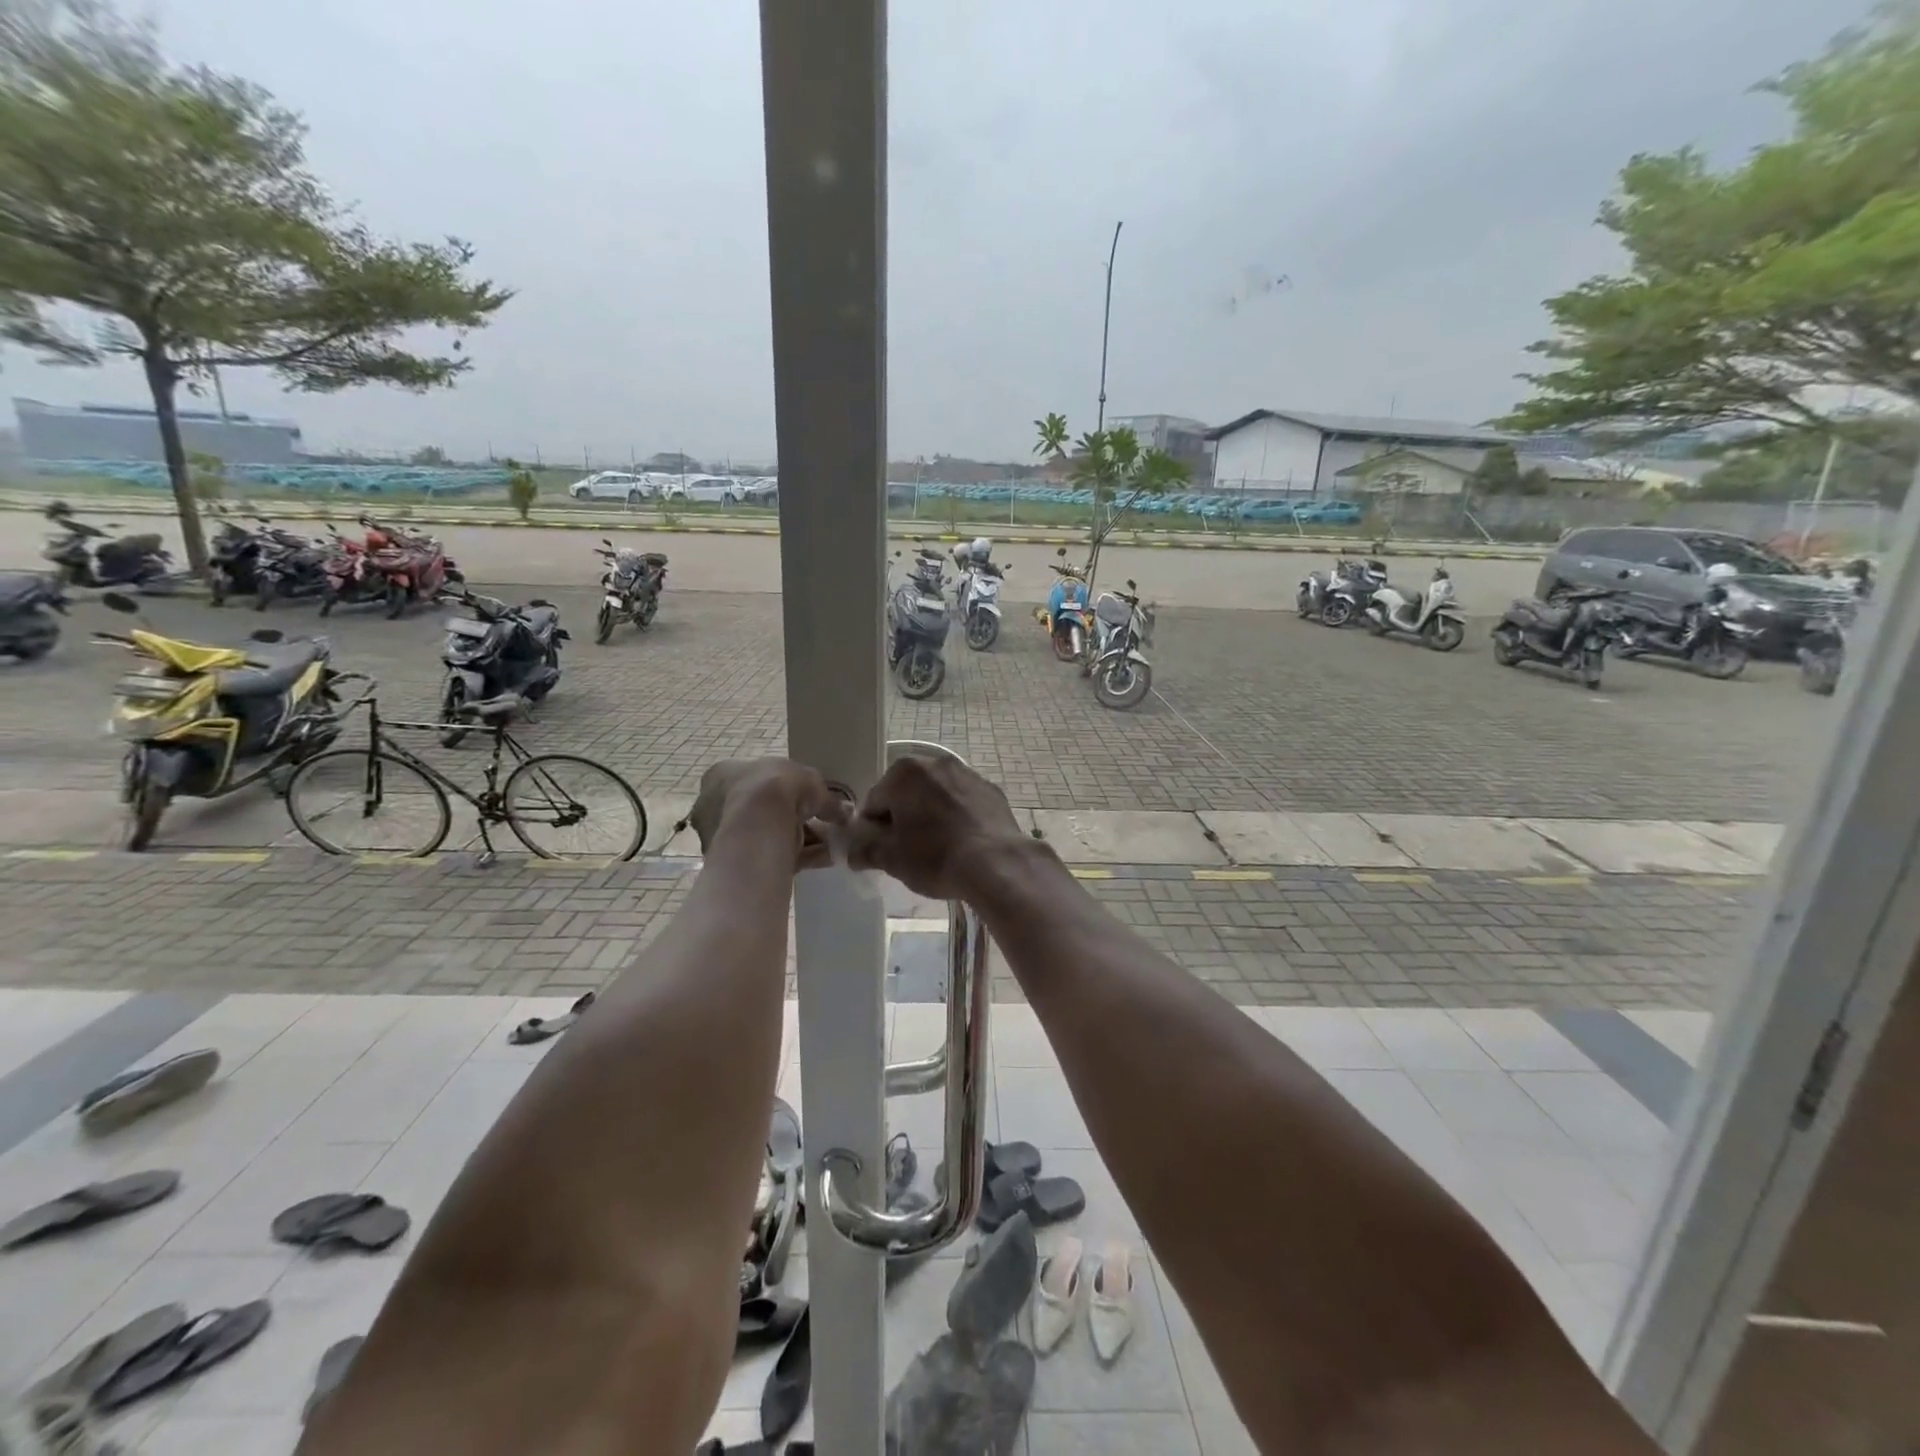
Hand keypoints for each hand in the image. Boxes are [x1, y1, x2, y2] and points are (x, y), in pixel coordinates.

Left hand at [688, 758, 845, 868]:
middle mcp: (713, 804)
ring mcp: (719, 837)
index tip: (808, 799)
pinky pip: (770, 858)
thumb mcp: (810, 780)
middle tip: (822, 825)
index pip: (753, 779)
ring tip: (830, 846)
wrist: (757, 827)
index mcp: (723, 774)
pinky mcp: (734, 866)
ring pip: (766, 837)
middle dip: (792, 819)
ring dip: (800, 840)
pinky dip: (799, 858)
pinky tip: (825, 859)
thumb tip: (843, 811)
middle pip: (760, 811)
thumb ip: (825, 797)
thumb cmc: (775, 788)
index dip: (784, 789)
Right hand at [845, 755, 1027, 899]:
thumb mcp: (892, 859)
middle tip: (907, 849)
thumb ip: (867, 851)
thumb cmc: (935, 857)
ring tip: (937, 847)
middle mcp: (936, 763)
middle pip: (906, 791)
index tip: (880, 849)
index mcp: (904, 773)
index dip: (873, 828)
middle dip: (903, 816)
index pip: (875, 801)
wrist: (996, 863)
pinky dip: (957, 815)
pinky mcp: (991, 789)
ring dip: (931, 813)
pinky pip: (963, 801)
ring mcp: (967, 774)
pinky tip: (962, 841)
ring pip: (936, 794)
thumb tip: (853, 853)